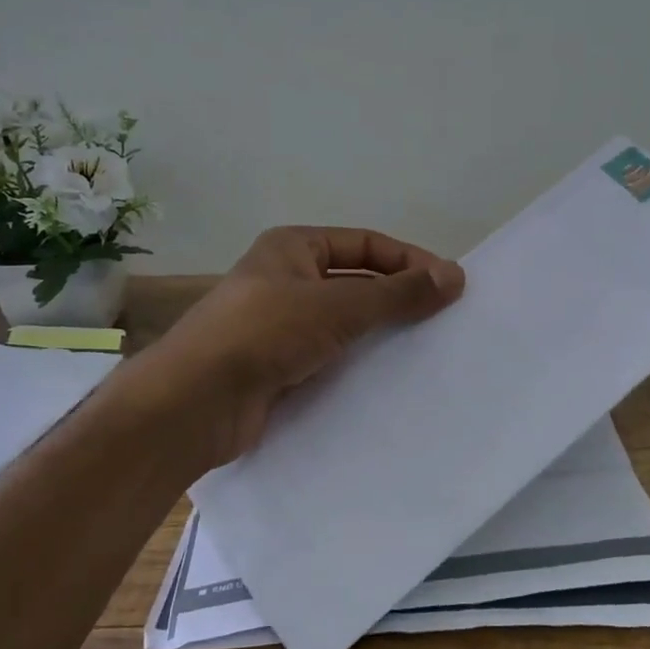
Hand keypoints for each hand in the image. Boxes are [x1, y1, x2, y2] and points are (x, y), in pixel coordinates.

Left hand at [127, 226, 464, 469]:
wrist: (194, 404)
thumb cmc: (264, 333)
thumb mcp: (337, 305)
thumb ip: (396, 294)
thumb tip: (455, 276)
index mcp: (293, 248)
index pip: (366, 244)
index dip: (409, 260)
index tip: (449, 286)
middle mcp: (286, 281)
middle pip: (356, 283)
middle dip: (398, 299)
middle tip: (444, 321)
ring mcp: (280, 327)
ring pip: (344, 324)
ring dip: (380, 335)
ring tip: (426, 353)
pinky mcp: (279, 368)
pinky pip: (330, 359)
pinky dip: (358, 365)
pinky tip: (389, 382)